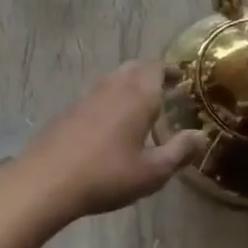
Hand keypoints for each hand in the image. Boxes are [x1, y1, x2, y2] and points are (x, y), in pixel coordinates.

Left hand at [4, 62, 204, 226]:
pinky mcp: (71, 109)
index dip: (170, 71)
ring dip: (131, 85)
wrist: (47, 180)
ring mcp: (89, 95)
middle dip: (151, 74)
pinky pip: (99, 93)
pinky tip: (112, 123)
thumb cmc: (107, 175)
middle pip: (136, 67)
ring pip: (115, 78)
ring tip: (142, 106)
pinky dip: (112, 98)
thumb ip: (179, 152)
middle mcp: (114, 86)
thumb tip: (201, 136)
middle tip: (165, 90)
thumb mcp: (152, 172)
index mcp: (138, 94)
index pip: (157, 67)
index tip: (180, 80)